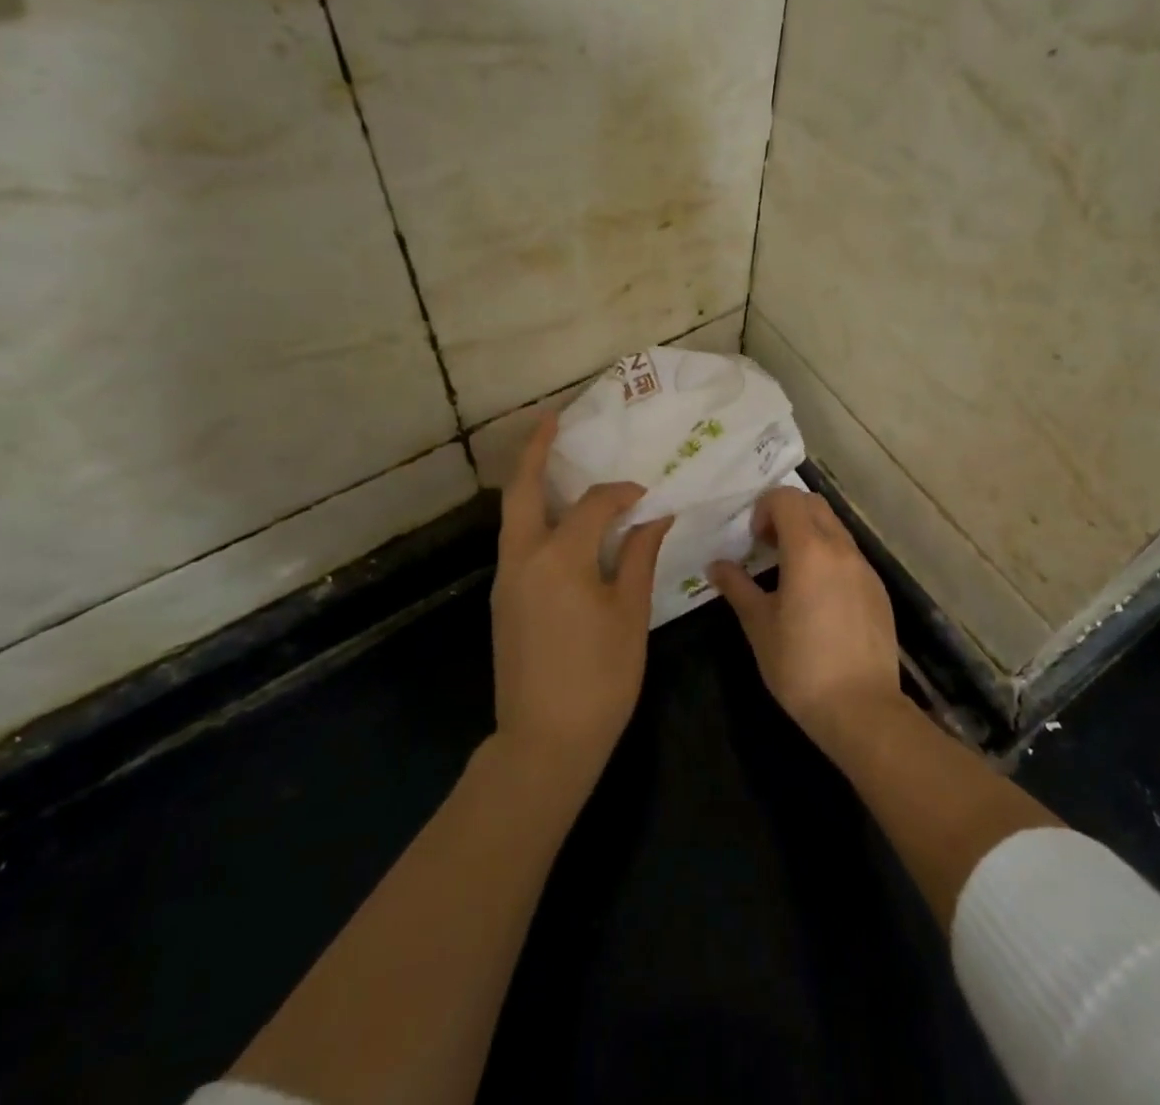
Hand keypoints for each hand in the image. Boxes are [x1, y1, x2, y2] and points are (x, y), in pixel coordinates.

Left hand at [491, 413, 670, 789]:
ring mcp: (507, 578)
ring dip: (532, 482)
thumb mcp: (629, 614)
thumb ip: (638, 557)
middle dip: (536, 450)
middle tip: (553, 418)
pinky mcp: (504, 598)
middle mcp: (523, 557)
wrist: (545, 740)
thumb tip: (655, 517)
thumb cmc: (599, 677)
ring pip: (514, 514)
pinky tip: (560, 521)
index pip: (594, 505)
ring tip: (556, 460)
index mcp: (559, 558)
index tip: (647, 495)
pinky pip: (517, 540)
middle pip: (524, 489)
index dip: (623, 494)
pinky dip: (535, 516)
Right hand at [708, 488, 905, 752]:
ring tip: (790, 572)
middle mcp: (841, 549)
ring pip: (834, 528)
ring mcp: (865, 568)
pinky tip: (817, 597)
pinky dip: (829, 557)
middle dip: (786, 513)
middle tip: (767, 547)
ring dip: (809, 534)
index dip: (764, 509)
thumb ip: (737, 587)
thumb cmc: (801, 666)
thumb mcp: (759, 626)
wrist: (862, 709)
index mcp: (809, 550)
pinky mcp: (878, 590)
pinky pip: (850, 555)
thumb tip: (716, 565)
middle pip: (813, 504)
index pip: (786, 498)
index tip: (753, 540)